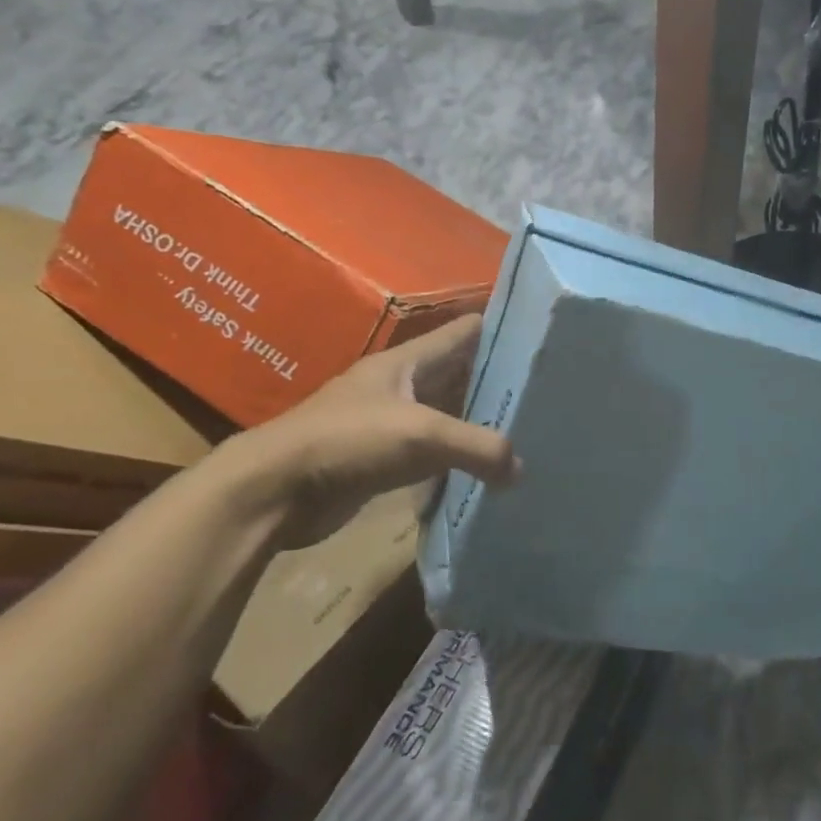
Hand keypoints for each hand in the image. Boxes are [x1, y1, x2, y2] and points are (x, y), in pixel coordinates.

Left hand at [236, 315, 518, 547]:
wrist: (275, 490)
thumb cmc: (348, 441)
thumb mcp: (421, 435)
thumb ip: (478, 447)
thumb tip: (521, 470)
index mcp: (407, 361)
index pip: (464, 332)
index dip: (501, 329)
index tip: (543, 338)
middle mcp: (400, 386)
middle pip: (459, 374)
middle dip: (497, 381)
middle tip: (546, 393)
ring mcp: (389, 423)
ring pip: (446, 415)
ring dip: (478, 422)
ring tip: (527, 430)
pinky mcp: (381, 461)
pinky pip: (431, 453)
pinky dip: (457, 458)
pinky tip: (486, 470)